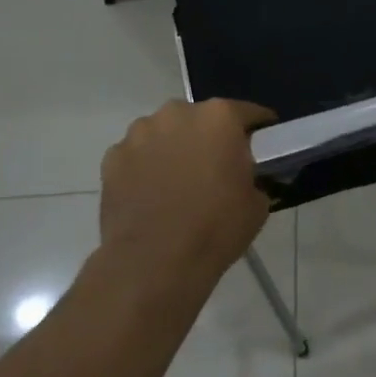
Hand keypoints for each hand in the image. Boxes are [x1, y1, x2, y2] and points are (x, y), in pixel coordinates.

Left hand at [100, 99, 274, 286]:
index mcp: (219, 117)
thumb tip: (245, 177)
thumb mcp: (257, 203)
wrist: (153, 263)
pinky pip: (138, 154)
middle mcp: (178, 112)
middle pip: (201, 118)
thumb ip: (253, 176)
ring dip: (175, 148)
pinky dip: (146, 167)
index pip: (249, 112)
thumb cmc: (215, 228)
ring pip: (165, 132)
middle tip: (217, 167)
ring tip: (178, 182)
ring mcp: (140, 132)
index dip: (260, 129)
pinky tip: (151, 194)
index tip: (263, 145)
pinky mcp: (112, 157)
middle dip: (210, 137)